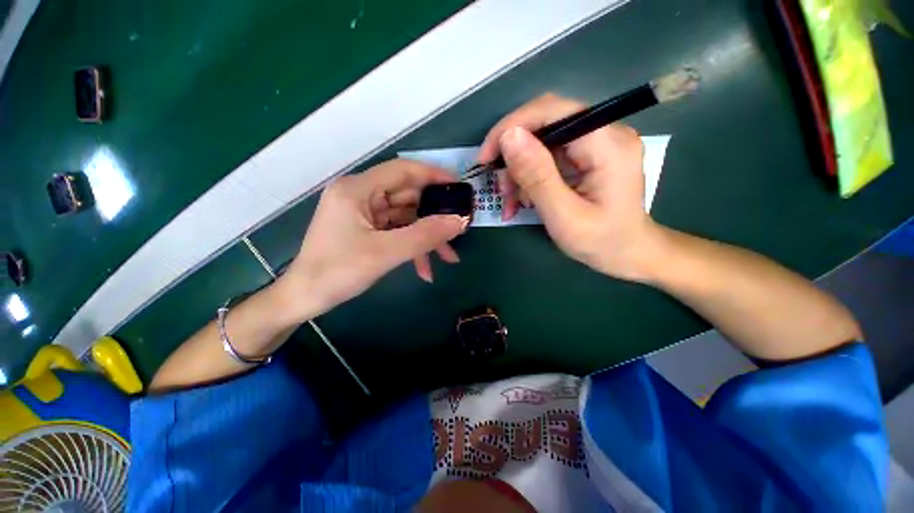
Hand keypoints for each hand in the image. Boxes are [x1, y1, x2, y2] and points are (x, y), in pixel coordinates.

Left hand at [277, 159, 467, 319]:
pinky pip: (398, 233)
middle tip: (459, 229)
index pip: (403, 170)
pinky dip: (413, 248)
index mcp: (358, 190)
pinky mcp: (367, 230)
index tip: (460, 186)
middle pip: (408, 197)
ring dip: (426, 238)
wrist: (305, 299)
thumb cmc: (337, 273)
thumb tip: (460, 221)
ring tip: (448, 258)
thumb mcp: (385, 253)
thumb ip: (425, 235)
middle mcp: (361, 196)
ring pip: (406, 218)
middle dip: (434, 217)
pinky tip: (425, 270)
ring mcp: (364, 214)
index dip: (433, 175)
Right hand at [478, 93, 661, 281]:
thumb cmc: (601, 241)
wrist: (628, 253)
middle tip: (500, 189)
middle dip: (513, 156)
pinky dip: (529, 177)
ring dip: (518, 171)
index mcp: (607, 144)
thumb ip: (537, 176)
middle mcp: (605, 133)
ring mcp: (596, 144)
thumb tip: (509, 136)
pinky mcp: (587, 156)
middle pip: (544, 125)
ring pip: (541, 142)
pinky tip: (522, 199)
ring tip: (510, 201)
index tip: (486, 158)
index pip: (552, 111)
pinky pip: (548, 157)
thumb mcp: (564, 215)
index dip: (511, 127)